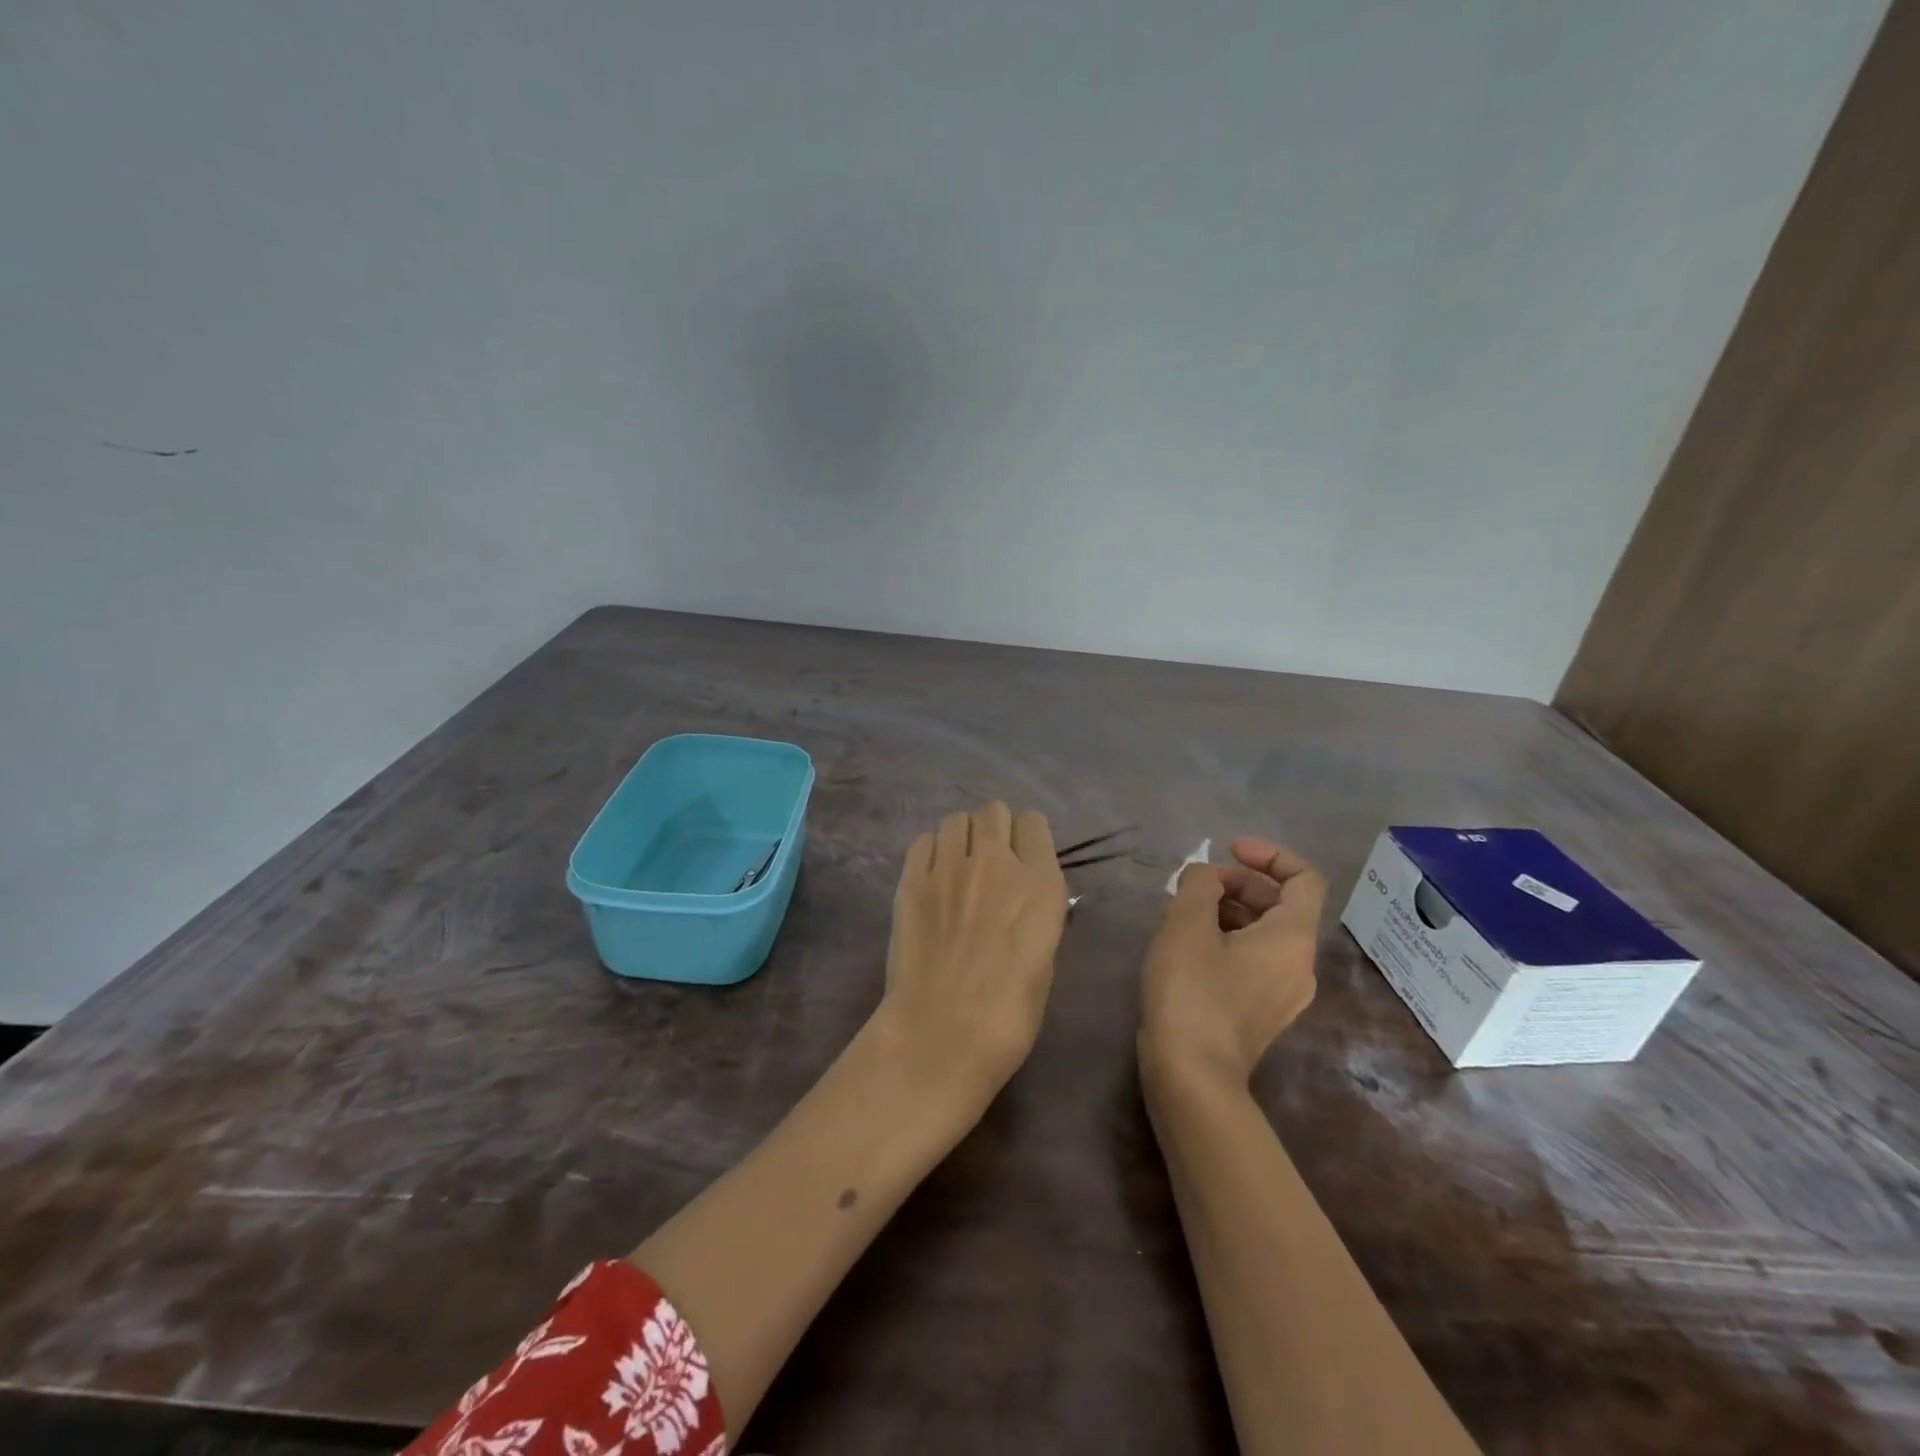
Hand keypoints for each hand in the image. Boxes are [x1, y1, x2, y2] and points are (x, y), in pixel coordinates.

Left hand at [876, 802, 1069, 1109]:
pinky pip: (923, 840)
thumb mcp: (1045, 959)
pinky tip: (931, 878)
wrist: (942, 1033)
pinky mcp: (911, 879)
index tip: (1023, 858)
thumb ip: (1037, 914)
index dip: (1028, 838)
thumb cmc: (1008, 1013)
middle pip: (995, 811)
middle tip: (989, 861)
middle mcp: (997, 863)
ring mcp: (949, 867)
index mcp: (1040, 884)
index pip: (1034, 823)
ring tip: (957, 868)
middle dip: (995, 829)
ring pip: (957, 820)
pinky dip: (931, 851)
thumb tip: (1025, 896)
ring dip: (962, 837)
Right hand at [1139, 836, 1325, 1088]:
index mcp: (1291, 938)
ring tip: (1184, 913)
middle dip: (1238, 883)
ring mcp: (1284, 994)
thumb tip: (1206, 877)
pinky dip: (1229, 939)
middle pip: (1281, 905)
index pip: (1304, 879)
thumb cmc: (1192, 992)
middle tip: (1193, 885)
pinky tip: (1189, 947)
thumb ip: (1198, 885)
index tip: (1228, 850)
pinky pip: (1255, 960)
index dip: (1270, 854)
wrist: (1192, 1076)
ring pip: (1265, 934)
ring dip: (1229, 910)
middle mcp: (1300, 965)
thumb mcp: (1185, 925)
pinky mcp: (1262, 1013)